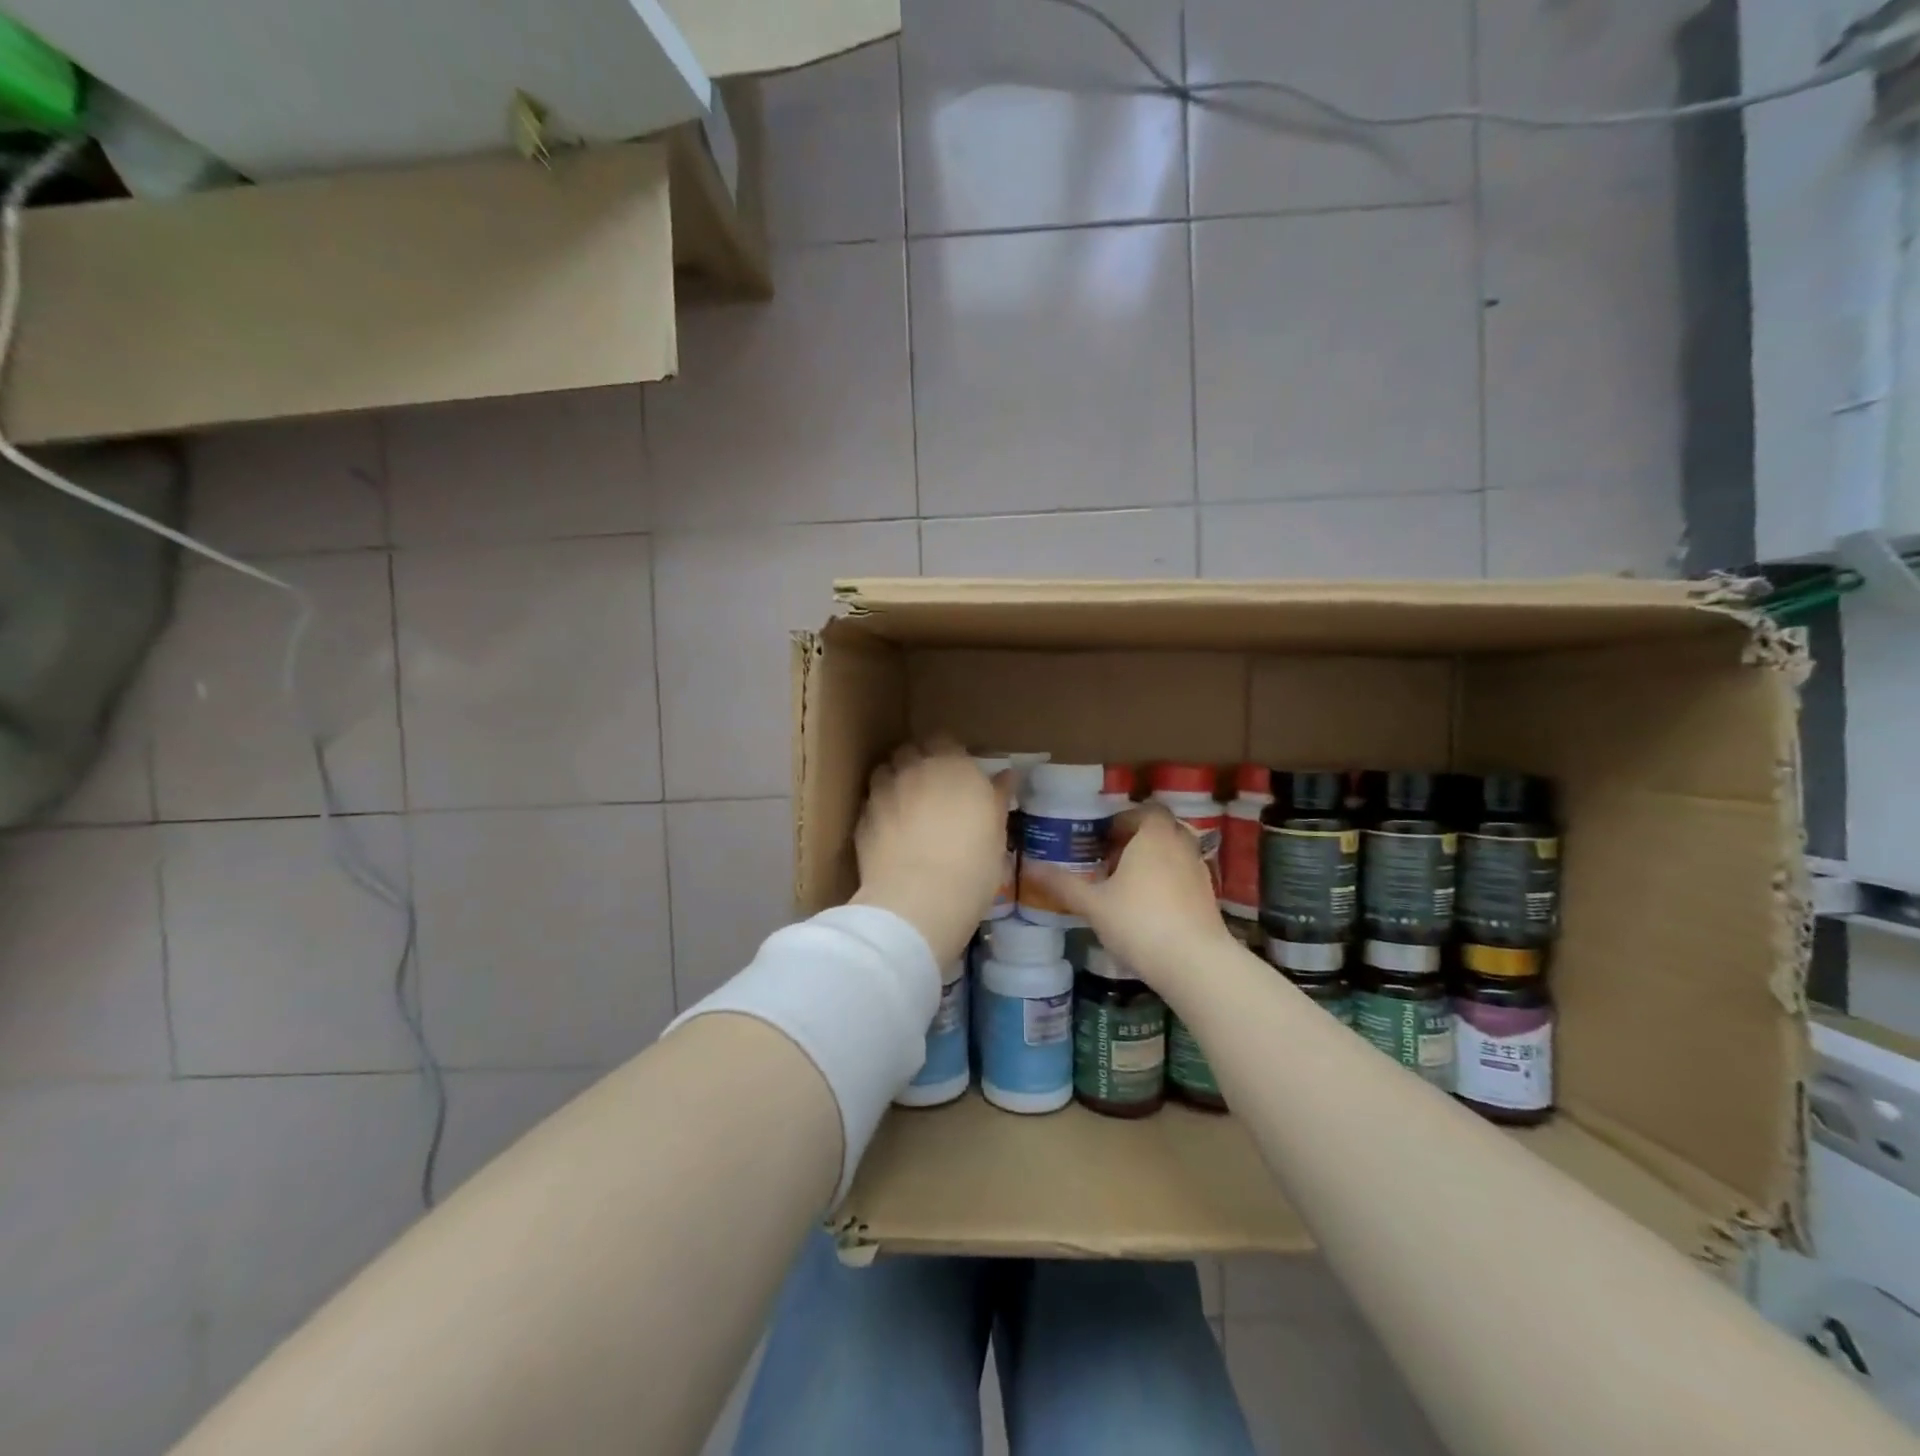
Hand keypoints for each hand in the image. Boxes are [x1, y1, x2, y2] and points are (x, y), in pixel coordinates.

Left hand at [851, 740, 1010, 966]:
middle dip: (918, 762)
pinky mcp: (862, 818)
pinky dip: (880, 810)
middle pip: (911, 750)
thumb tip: (1007, 776)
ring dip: (895, 781)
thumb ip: (998, 799)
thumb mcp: (997, 834)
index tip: (958, 774)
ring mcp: (884, 792)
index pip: (946, 740)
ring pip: (885, 771)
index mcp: (954, 766)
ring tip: (906, 806)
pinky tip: (889, 832)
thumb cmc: (973, 867)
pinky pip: (871, 803)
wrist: (918, 900)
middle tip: (932, 788)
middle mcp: (915, 769)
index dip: (950, 754)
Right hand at [1022, 805, 1234, 992]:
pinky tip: (1150, 907)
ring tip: (1128, 884)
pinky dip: (1168, 881)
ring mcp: (1199, 871)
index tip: (1103, 837)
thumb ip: (1063, 884)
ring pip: (1175, 853)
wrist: (1195, 962)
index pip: (1145, 811)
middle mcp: (1180, 845)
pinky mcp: (1208, 897)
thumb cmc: (1139, 922)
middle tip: (1111, 858)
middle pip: (1161, 830)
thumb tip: (1029, 867)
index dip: (1124, 819)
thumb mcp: (1093, 904)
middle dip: (1137, 839)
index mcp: (1153, 836)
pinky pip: (1185, 876)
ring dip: (1154, 860)